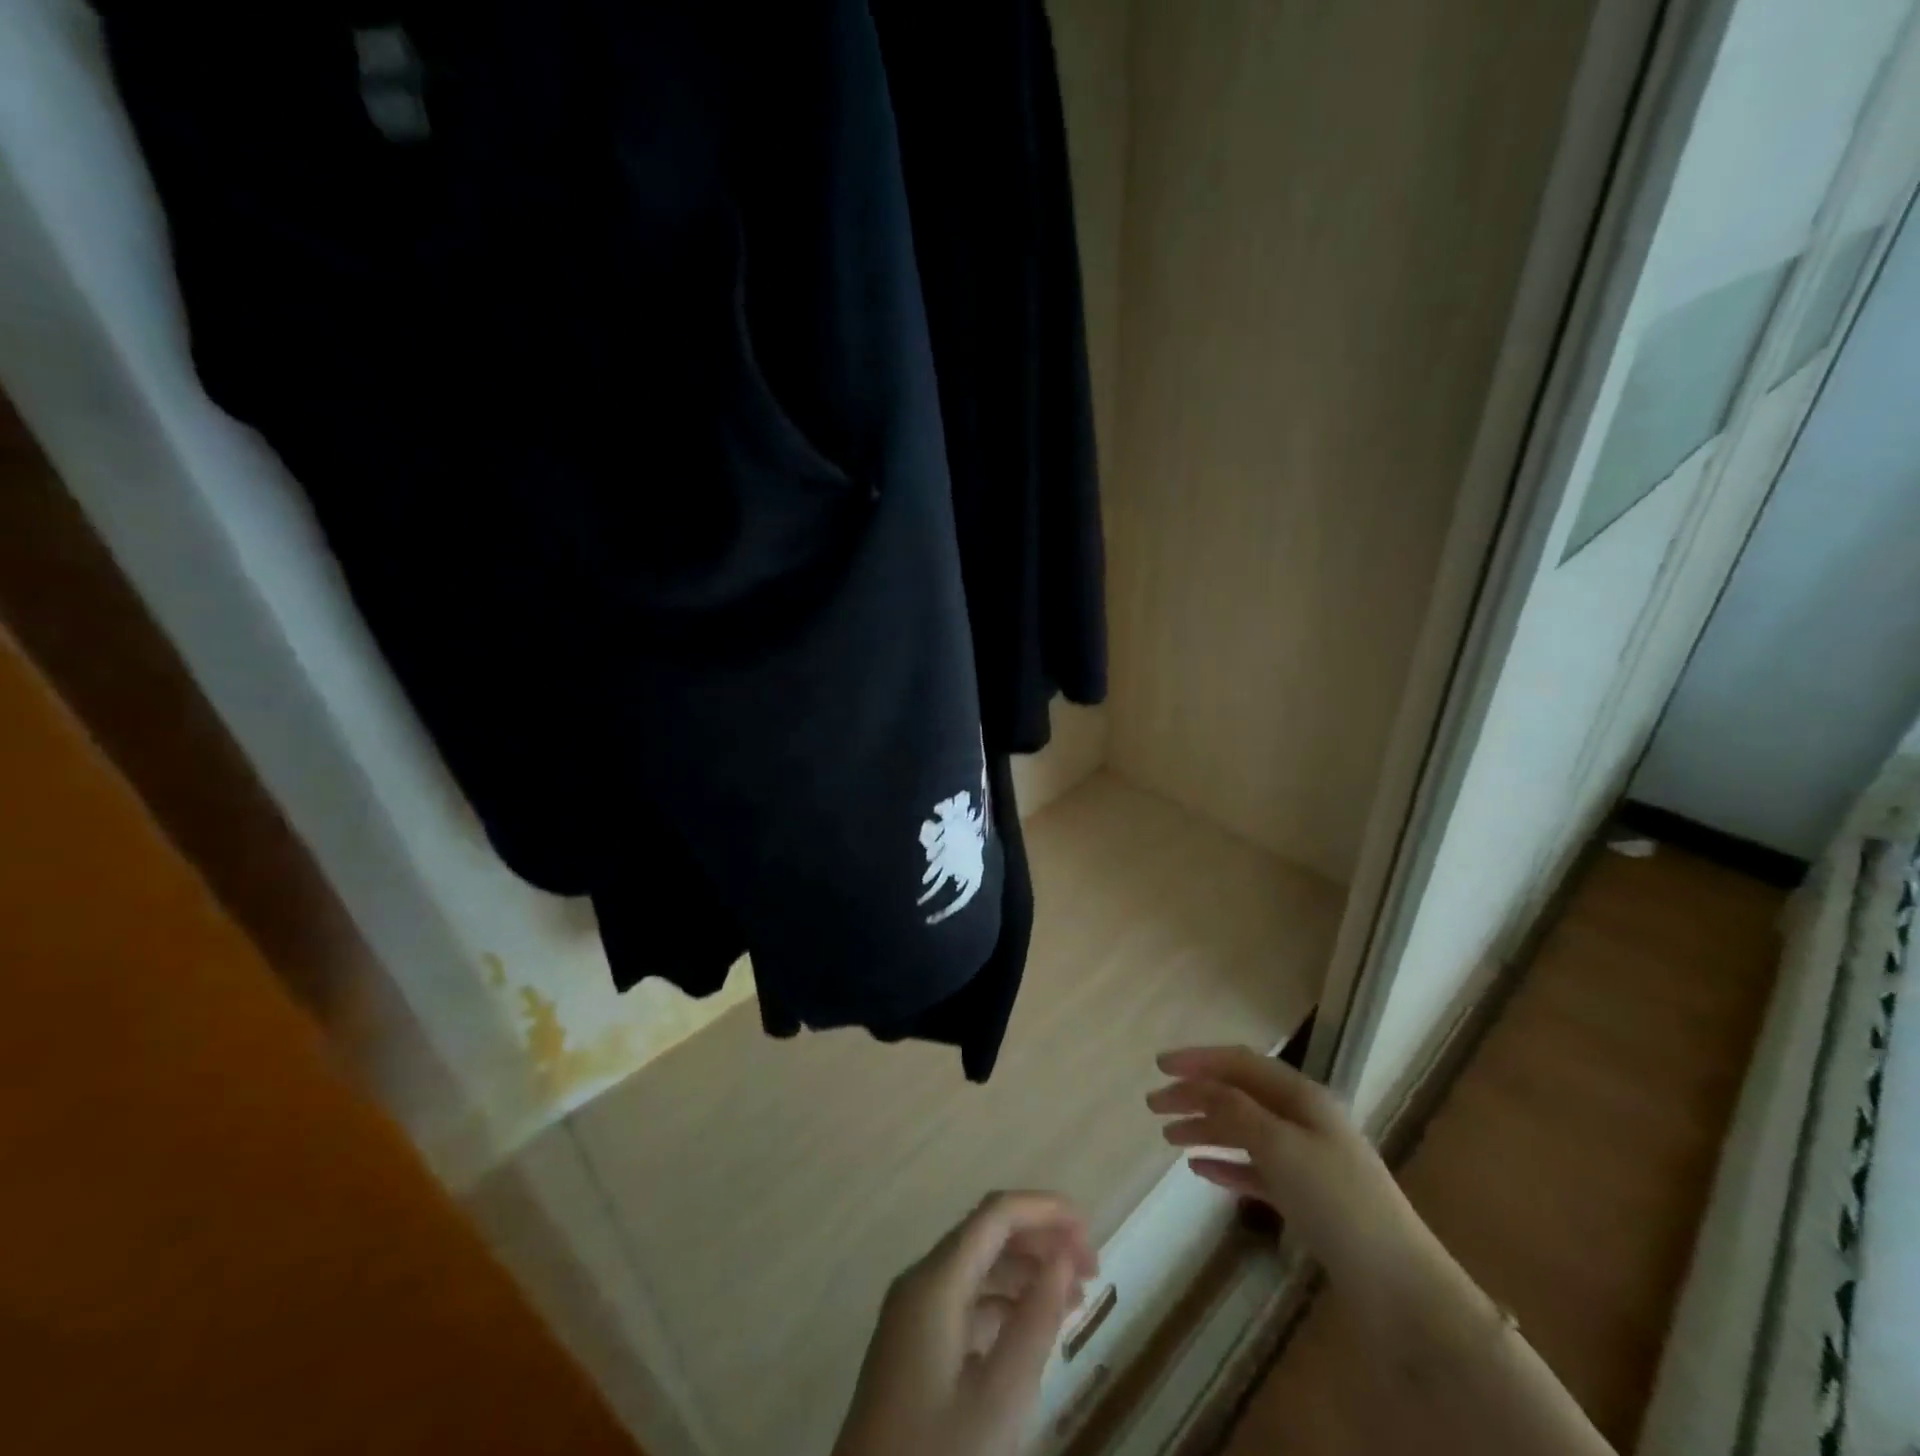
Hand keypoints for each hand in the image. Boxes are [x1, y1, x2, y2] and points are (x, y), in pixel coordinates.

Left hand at [835, 1191, 1098, 1455]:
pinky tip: (1034, 1328)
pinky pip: (965, 1300)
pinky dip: (1004, 1302)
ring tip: (1075, 1299)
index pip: (996, 1214)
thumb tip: (1064, 1259)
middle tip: (1091, 1271)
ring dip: (1027, 1272)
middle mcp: (921, 1282)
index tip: (1090, 1231)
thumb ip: (1036, 1321)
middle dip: (1041, 1240)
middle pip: (987, 1234)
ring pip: (977, 1267)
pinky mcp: (914, 1345)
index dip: (1045, 1209)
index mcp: (935, 1281)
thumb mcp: (999, 1399)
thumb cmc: (937, 1455)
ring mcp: (913, 1313)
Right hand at [1147, 1046, 1434, 1288]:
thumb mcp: (1281, 1146)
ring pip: (1244, 1130)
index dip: (1198, 1060)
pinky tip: (1199, 1169)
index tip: (1158, 1067)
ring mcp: (1306, 1159)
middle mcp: (1303, 1119)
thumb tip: (1200, 1086)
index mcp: (1302, 1096)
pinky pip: (1255, 1169)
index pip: (1240, 1063)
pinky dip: (1226, 1164)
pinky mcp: (1306, 1197)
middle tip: (1154, 1105)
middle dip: (1196, 1095)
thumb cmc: (1338, 1203)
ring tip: (1168, 1138)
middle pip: (1239, 1095)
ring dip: (1206, 1128)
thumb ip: (1235, 1110)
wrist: (1400, 1289)